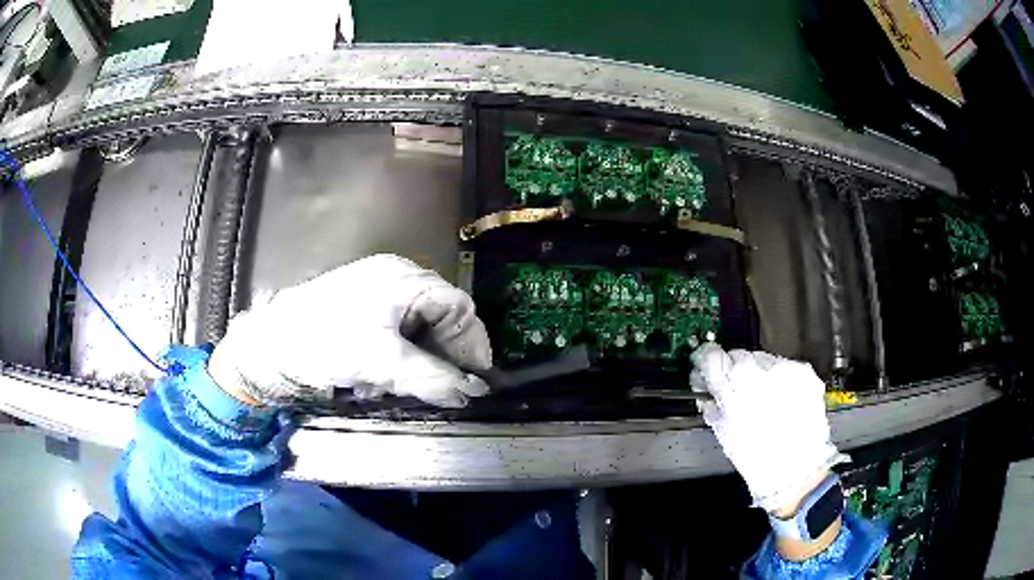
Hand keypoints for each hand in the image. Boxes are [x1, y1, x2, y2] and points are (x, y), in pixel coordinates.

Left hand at [208, 254, 492, 407]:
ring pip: (416, 332)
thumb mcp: (381, 362)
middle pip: (439, 319)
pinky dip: (394, 362)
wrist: (266, 349)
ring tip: (396, 386)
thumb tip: (473, 391)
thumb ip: (432, 377)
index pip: (458, 307)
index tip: (477, 381)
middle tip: (439, 389)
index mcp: (403, 278)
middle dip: (440, 357)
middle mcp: (393, 280)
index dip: (472, 345)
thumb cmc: (323, 344)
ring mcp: (375, 295)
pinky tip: (375, 380)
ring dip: (415, 364)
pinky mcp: (360, 313)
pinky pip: (393, 338)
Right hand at [690, 344, 847, 513]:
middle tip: (737, 395)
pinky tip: (781, 402)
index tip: (706, 369)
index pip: (711, 355)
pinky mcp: (804, 372)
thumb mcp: (723, 432)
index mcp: (733, 382)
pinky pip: (785, 368)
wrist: (798, 470)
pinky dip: (780, 380)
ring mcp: (785, 367)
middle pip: (738, 356)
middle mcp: (760, 366)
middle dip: (735, 372)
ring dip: (759, 375)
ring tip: (764, 402)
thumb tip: (705, 387)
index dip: (706, 364)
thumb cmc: (756, 459)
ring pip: (763, 360)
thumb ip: (712, 403)